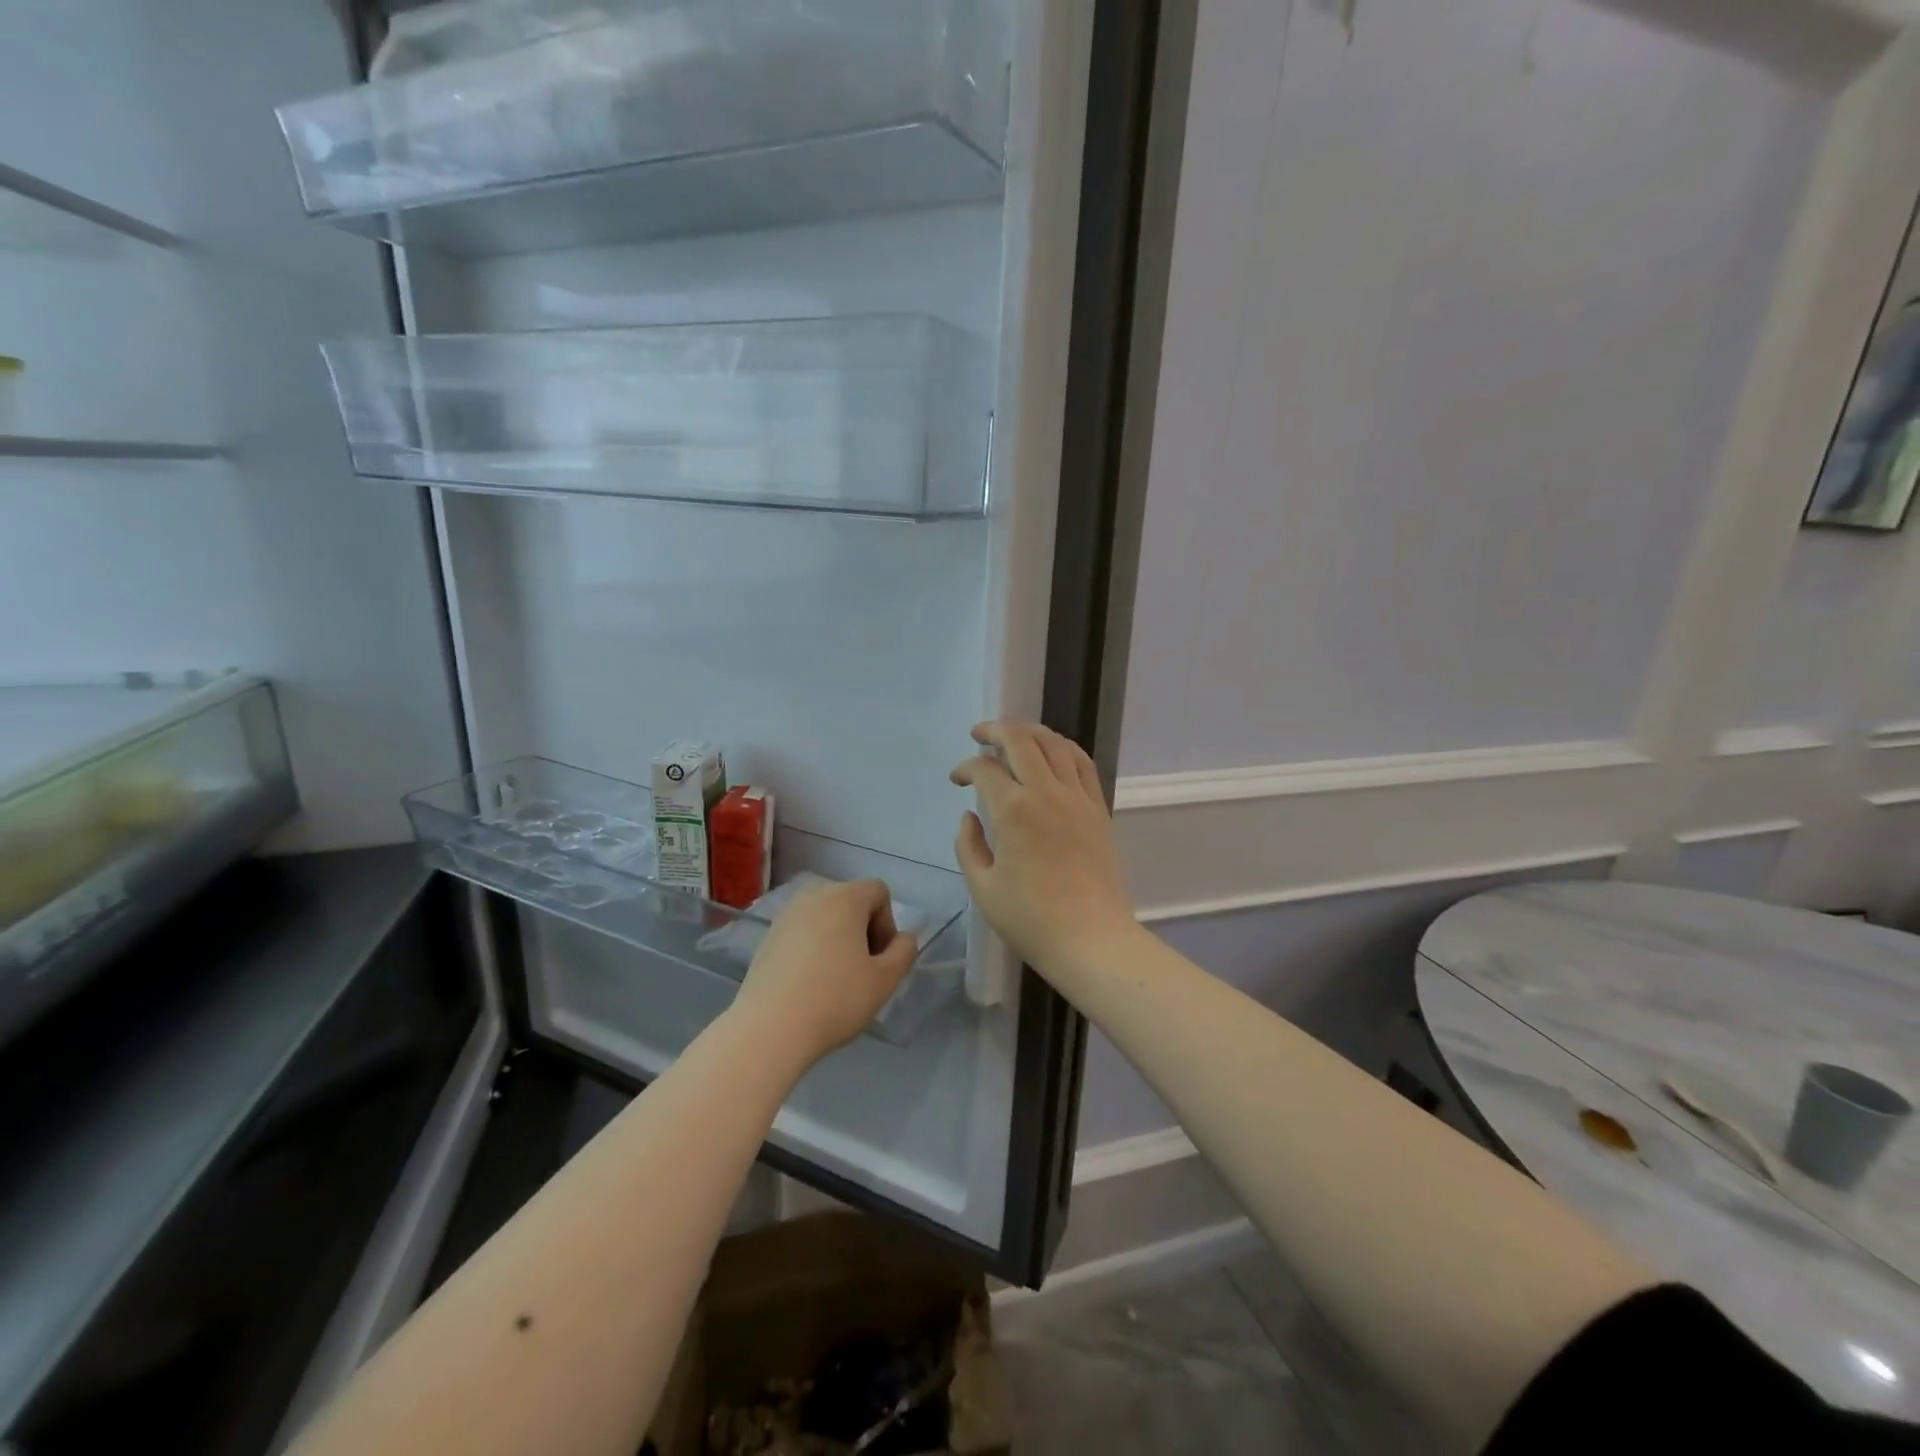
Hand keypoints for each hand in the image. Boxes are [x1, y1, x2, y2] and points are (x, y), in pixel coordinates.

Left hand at [730, 879, 917, 1066]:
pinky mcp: (767, 936)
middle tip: (862, 970)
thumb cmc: (835, 1000)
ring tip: (835, 978)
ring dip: (838, 938)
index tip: (880, 959)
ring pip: (826, 916)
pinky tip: (809, 983)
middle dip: (863, 930)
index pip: (879, 892)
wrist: (769, 1029)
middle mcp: (814, 895)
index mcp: (845, 897)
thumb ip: (904, 951)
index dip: (888, 923)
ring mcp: (786, 914)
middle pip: (851, 901)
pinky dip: (813, 947)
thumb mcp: (885, 980)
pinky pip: (803, 931)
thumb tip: (903, 938)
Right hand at [951, 721, 1136, 979]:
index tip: (957, 780)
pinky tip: (1052, 752)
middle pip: (1021, 740)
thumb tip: (970, 816)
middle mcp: (1047, 792)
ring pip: (1055, 743)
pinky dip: (1063, 748)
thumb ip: (968, 846)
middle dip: (995, 730)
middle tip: (979, 734)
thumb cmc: (1031, 920)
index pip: (985, 769)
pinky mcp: (1098, 808)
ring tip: (1013, 736)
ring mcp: (1078, 797)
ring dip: (1030, 732)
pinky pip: (1082, 763)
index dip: (965, 767)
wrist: (1092, 939)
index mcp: (1013, 811)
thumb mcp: (983, 888)